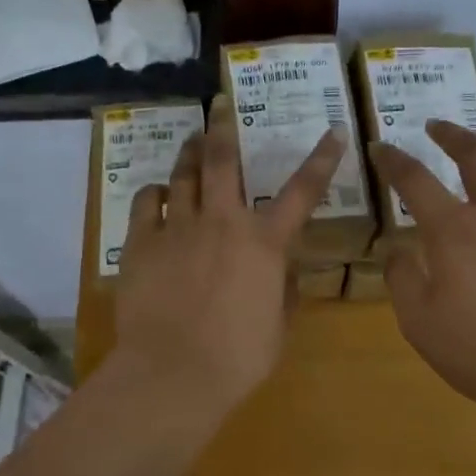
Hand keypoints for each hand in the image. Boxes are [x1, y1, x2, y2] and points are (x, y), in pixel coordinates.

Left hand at [112, 96, 346, 418]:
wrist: (173, 372)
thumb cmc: (238, 357)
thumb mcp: (278, 325)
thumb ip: (283, 290)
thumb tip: (282, 270)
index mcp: (265, 243)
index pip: (303, 191)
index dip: (322, 159)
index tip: (333, 131)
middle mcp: (223, 222)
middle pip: (225, 160)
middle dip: (225, 126)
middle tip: (220, 103)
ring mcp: (179, 227)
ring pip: (184, 174)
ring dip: (191, 152)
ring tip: (193, 139)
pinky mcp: (141, 242)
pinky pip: (147, 201)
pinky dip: (156, 192)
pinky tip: (159, 193)